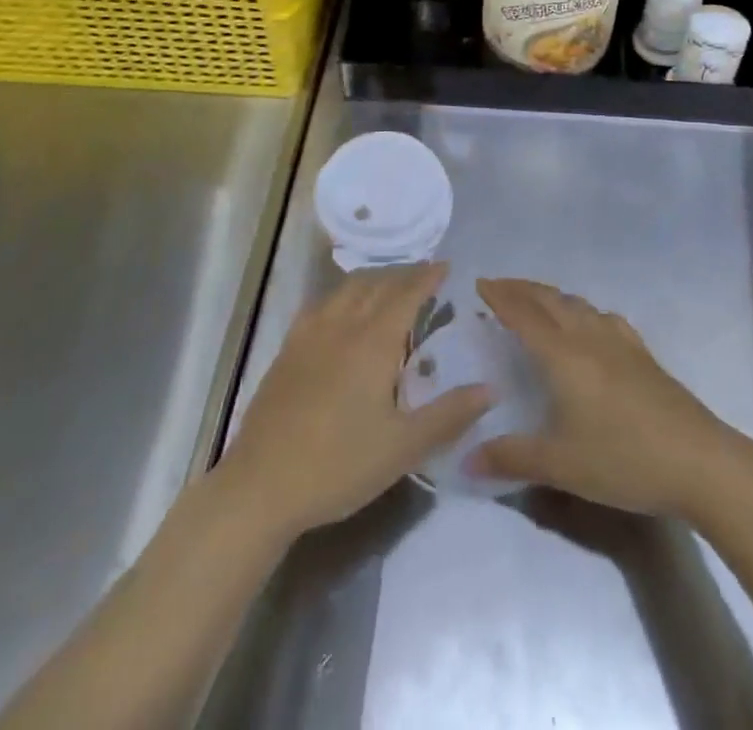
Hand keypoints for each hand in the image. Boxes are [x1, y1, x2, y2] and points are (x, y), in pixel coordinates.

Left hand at [215, 262, 490, 539]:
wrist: (261, 486)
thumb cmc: (339, 465)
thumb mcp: (403, 447)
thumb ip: (449, 415)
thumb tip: (491, 389)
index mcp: (374, 342)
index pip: (406, 294)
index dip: (427, 277)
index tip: (446, 266)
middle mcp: (343, 326)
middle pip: (376, 284)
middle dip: (403, 274)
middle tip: (423, 276)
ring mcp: (310, 335)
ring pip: (346, 289)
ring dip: (372, 279)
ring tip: (388, 286)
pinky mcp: (288, 350)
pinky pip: (320, 304)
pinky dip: (341, 295)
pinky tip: (341, 310)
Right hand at [469, 278, 752, 519]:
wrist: (699, 462)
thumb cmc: (623, 459)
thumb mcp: (561, 465)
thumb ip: (511, 458)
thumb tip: (465, 459)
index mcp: (563, 355)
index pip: (523, 315)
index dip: (500, 297)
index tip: (480, 283)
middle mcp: (589, 337)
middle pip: (550, 300)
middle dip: (521, 289)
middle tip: (499, 286)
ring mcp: (620, 342)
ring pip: (578, 304)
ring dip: (551, 296)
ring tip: (537, 301)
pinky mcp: (643, 354)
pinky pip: (604, 318)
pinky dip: (583, 310)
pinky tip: (590, 324)